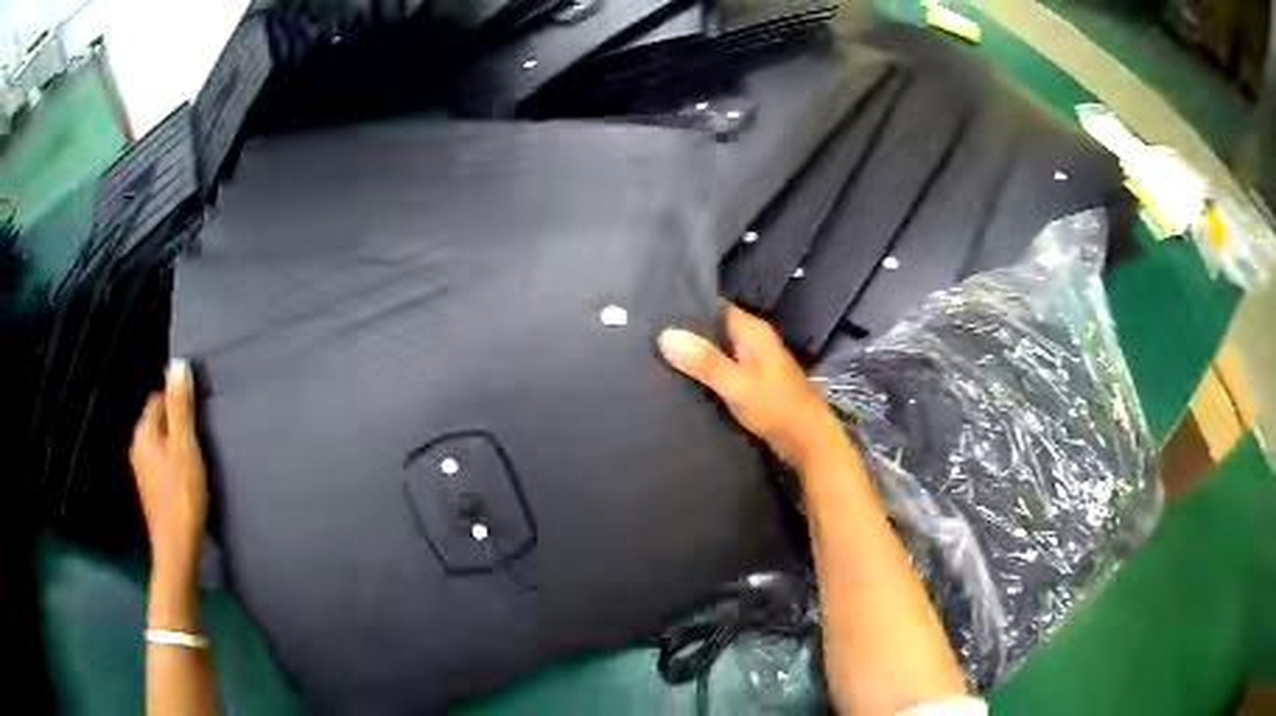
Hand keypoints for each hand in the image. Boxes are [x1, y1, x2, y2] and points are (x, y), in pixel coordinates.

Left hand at [130, 359, 207, 577]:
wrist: (177, 548)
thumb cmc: (182, 494)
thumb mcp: (185, 446)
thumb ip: (180, 406)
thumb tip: (177, 364)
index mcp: (143, 431)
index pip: (159, 398)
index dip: (179, 405)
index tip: (197, 423)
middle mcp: (137, 446)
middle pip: (158, 421)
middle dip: (177, 426)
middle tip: (199, 443)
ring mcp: (142, 470)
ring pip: (160, 444)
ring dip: (176, 447)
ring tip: (195, 463)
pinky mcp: (150, 490)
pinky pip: (161, 463)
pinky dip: (173, 465)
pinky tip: (187, 482)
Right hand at [658, 304, 844, 469]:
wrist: (808, 442)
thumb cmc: (777, 408)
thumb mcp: (737, 384)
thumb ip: (704, 361)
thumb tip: (665, 336)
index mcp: (754, 331)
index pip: (715, 307)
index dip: (688, 308)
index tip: (656, 314)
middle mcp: (754, 341)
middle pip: (715, 329)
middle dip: (688, 335)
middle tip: (651, 339)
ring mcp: (754, 362)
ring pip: (718, 351)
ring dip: (696, 357)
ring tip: (659, 358)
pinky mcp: (752, 383)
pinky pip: (723, 370)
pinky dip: (707, 374)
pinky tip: (684, 381)